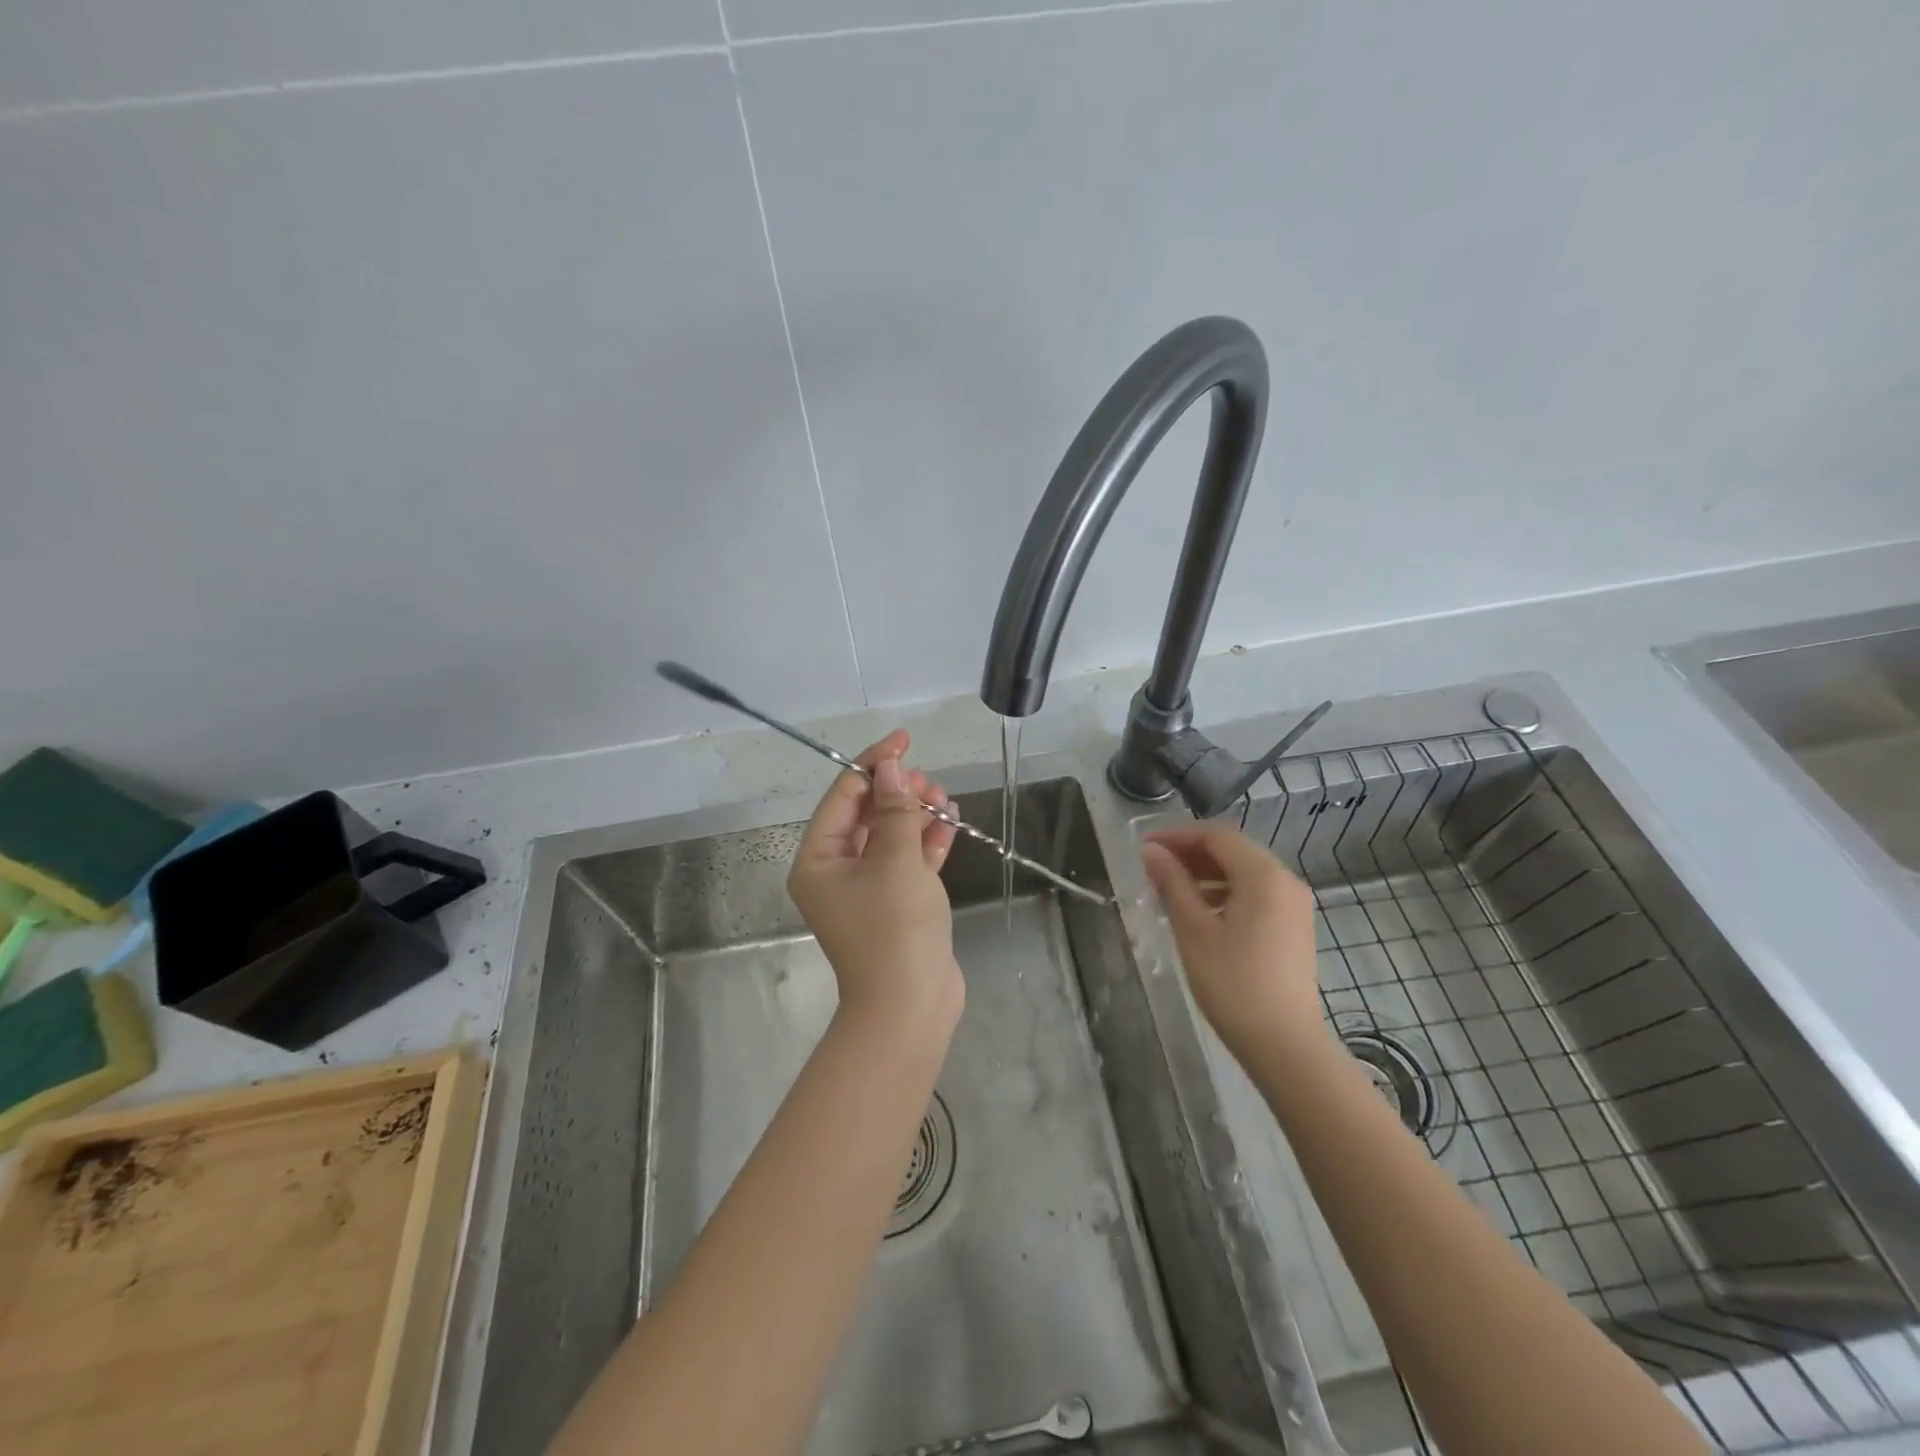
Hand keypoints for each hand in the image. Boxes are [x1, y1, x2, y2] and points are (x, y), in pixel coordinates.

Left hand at [787, 730, 962, 1033]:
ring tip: (945, 800)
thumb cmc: (894, 927)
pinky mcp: (895, 904)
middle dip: (898, 792)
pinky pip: (907, 861)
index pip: (843, 795)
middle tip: (929, 782)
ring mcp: (867, 890)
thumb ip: (895, 809)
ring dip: (916, 815)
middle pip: (867, 814)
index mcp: (819, 859)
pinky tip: (950, 825)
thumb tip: (890, 767)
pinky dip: (926, 842)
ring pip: (890, 836)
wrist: (912, 1006)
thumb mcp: (896, 859)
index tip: (904, 740)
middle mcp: (836, 871)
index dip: (873, 763)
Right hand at [1140, 823, 1329, 1068]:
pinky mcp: (1293, 927)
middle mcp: (1285, 881)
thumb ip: (1172, 884)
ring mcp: (1294, 905)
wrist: (1285, 1045)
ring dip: (1206, 873)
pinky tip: (1199, 912)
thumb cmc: (1233, 984)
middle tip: (1153, 867)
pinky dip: (1225, 892)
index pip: (1216, 836)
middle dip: (1191, 853)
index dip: (1177, 835)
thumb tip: (1151, 851)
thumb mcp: (1193, 930)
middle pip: (1233, 850)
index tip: (1144, 847)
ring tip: (1169, 890)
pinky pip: (1255, 893)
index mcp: (1263, 875)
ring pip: (1244, 872)